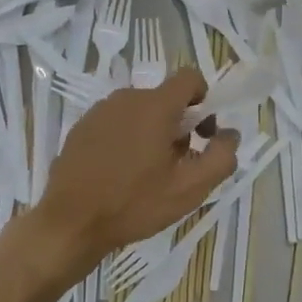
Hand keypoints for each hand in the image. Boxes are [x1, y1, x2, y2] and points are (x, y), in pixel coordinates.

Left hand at [32, 68, 237, 269]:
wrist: (70, 222)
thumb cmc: (134, 204)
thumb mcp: (189, 188)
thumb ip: (220, 157)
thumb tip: (230, 134)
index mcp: (155, 105)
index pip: (189, 78)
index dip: (203, 99)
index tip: (202, 132)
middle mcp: (126, 98)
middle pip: (164, 99)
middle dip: (178, 124)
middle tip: (176, 163)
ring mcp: (99, 111)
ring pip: (138, 111)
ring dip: (151, 132)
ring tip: (147, 173)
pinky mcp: (81, 128)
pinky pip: (115, 123)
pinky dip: (125, 139)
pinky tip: (119, 174)